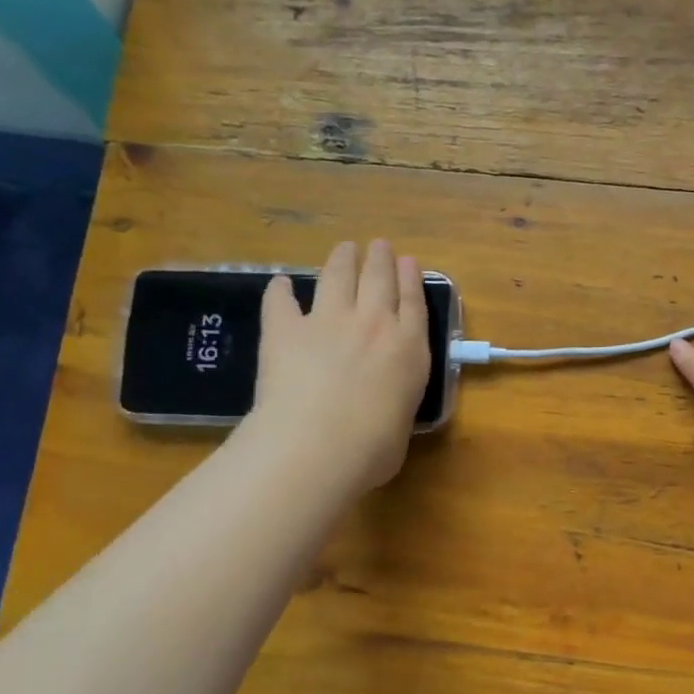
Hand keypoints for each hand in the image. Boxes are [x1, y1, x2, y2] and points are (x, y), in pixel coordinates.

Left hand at [242, 240, 429, 495]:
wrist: (320, 443)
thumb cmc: (373, 448)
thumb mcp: (402, 424)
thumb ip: (396, 404)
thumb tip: (384, 409)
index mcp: (409, 348)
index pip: (414, 302)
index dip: (411, 278)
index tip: (409, 261)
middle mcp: (373, 324)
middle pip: (379, 279)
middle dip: (380, 259)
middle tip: (378, 246)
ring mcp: (328, 322)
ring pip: (338, 277)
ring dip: (342, 260)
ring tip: (344, 249)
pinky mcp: (285, 330)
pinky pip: (281, 302)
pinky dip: (280, 291)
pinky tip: (280, 284)